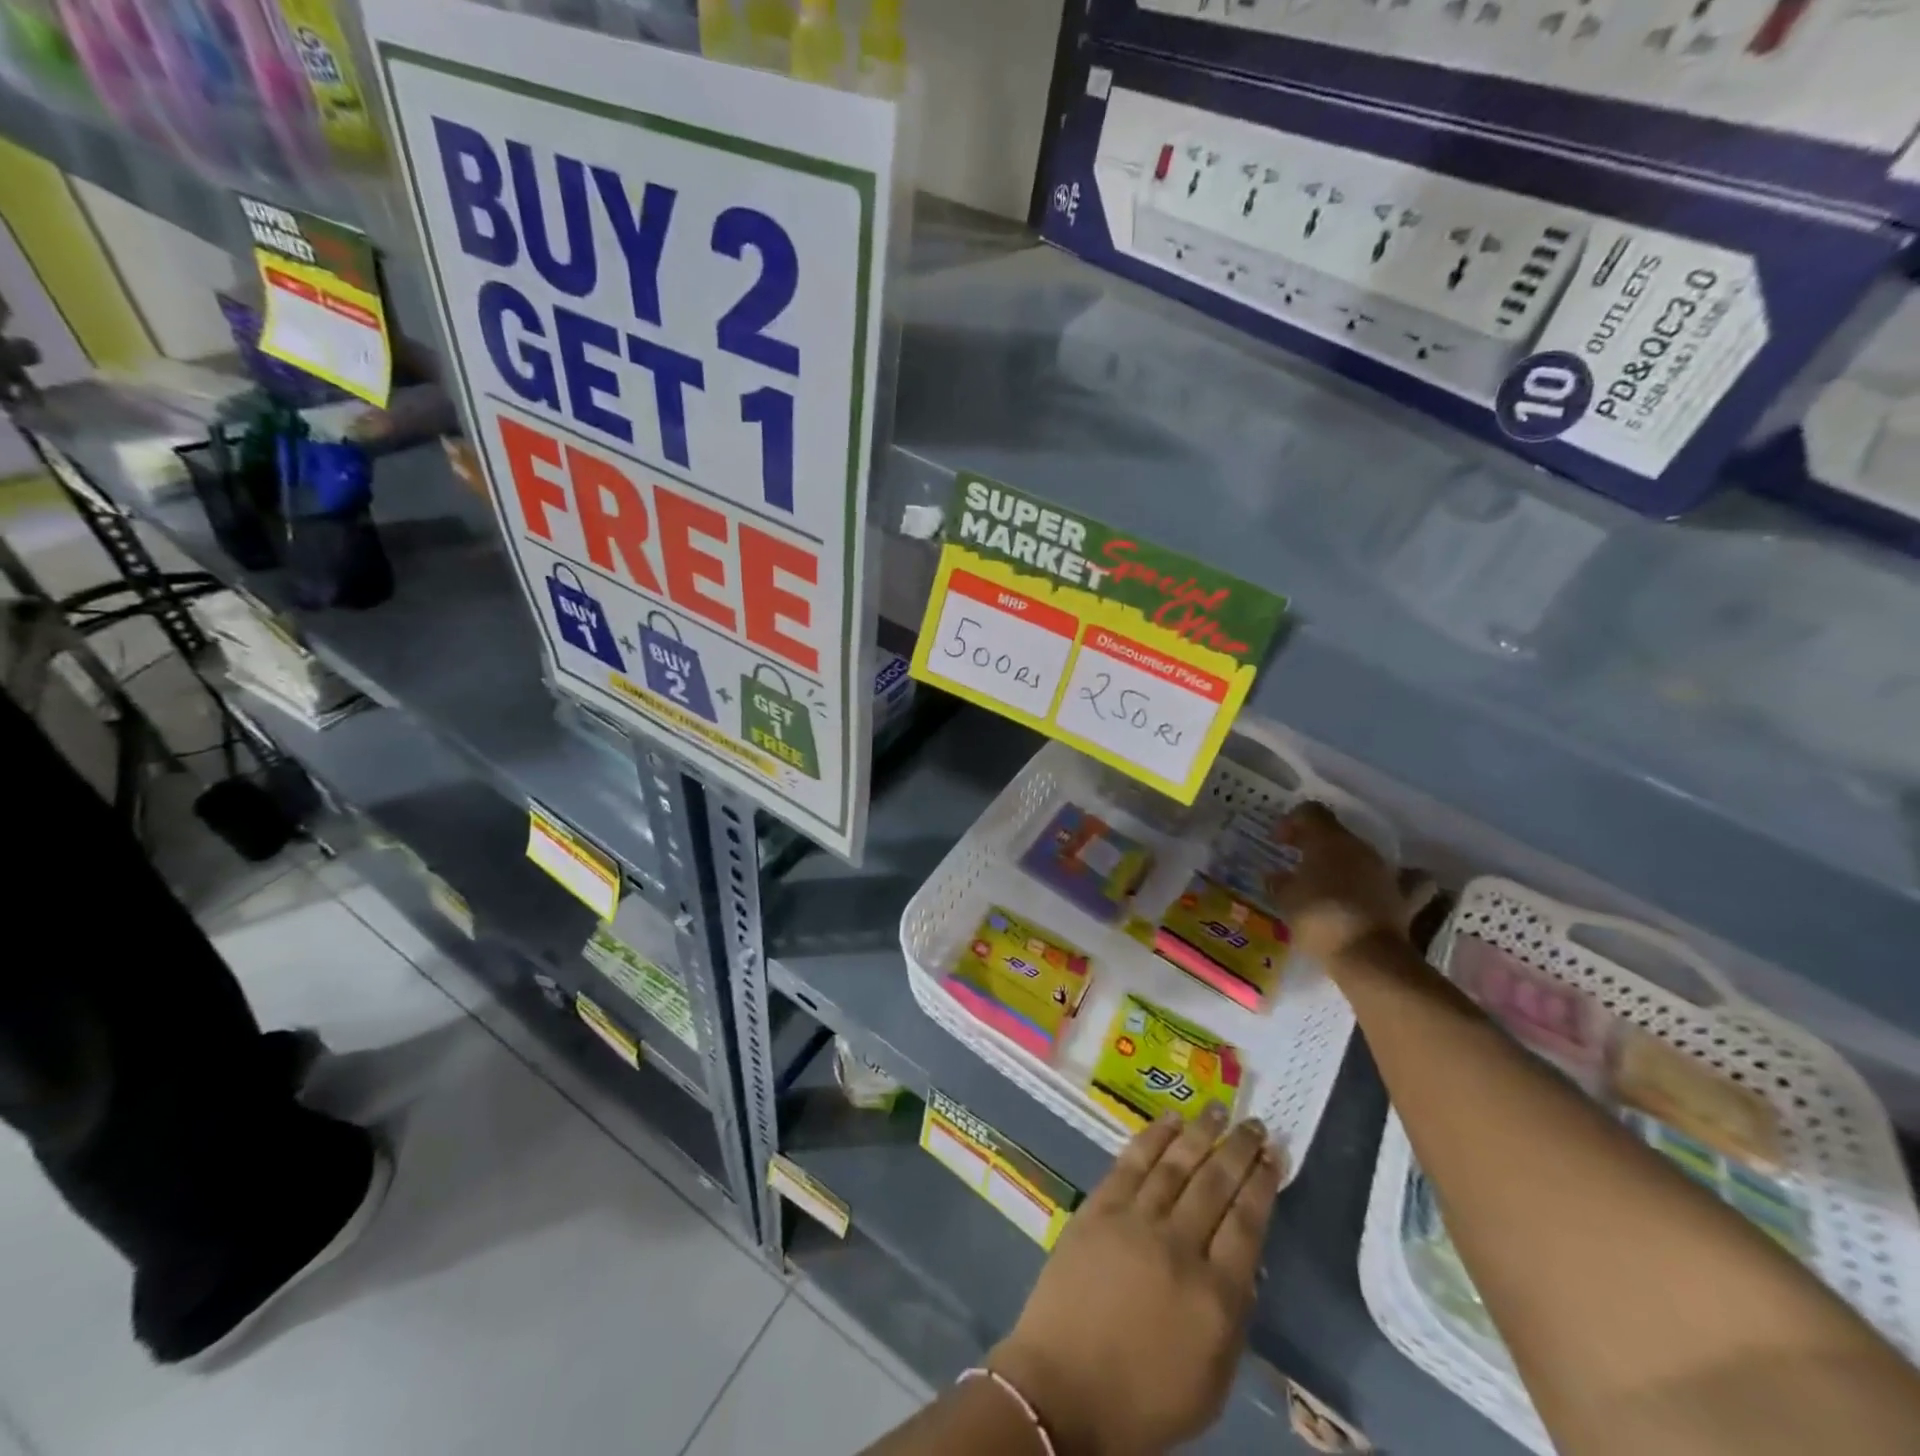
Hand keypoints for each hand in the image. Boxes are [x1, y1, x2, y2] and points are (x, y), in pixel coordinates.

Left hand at [989, 1108, 1282, 1455]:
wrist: (1062, 1389)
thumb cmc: (1143, 1400)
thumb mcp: (1211, 1381)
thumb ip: (1233, 1318)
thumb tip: (1245, 1264)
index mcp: (1215, 1297)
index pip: (1248, 1224)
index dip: (1263, 1184)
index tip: (1274, 1155)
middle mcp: (1179, 1246)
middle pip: (1215, 1184)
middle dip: (1239, 1150)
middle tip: (1255, 1123)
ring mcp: (1135, 1221)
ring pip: (1176, 1163)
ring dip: (1200, 1132)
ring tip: (1220, 1109)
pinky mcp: (1099, 1208)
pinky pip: (1131, 1162)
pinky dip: (1153, 1137)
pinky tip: (1170, 1120)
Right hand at [1265, 802, 1417, 963]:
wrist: (1368, 957)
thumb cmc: (1319, 919)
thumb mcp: (1286, 900)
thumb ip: (1279, 883)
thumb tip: (1275, 876)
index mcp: (1329, 841)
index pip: (1310, 812)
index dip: (1291, 822)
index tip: (1278, 842)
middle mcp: (1360, 848)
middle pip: (1335, 833)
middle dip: (1315, 844)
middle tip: (1296, 862)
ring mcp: (1385, 872)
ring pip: (1361, 856)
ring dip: (1343, 863)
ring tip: (1327, 882)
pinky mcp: (1402, 898)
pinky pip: (1400, 882)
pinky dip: (1386, 883)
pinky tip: (1377, 891)